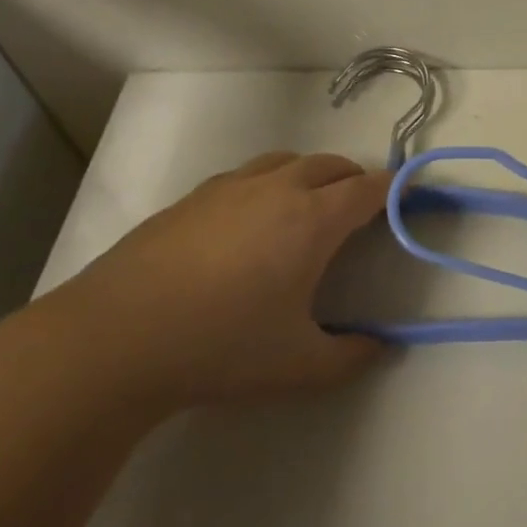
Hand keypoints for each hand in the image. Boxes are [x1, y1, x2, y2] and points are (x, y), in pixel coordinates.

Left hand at [47, 151, 389, 413]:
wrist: (117, 337)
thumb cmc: (221, 346)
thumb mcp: (299, 366)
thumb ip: (351, 356)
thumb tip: (380, 346)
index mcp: (312, 219)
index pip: (368, 189)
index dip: (394, 190)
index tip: (408, 197)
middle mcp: (277, 188)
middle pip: (331, 164)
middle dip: (355, 180)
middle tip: (360, 210)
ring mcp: (231, 187)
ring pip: (287, 161)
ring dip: (310, 175)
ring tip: (307, 209)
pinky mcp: (194, 196)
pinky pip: (247, 175)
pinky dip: (268, 184)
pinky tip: (250, 222)